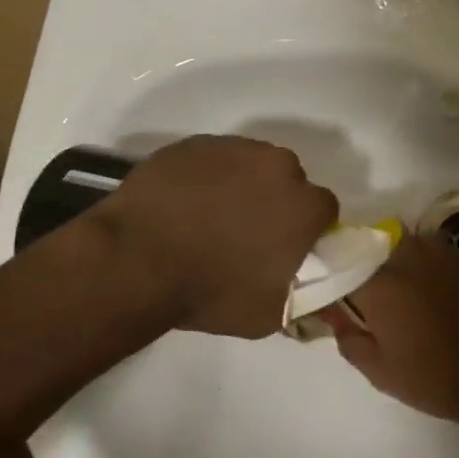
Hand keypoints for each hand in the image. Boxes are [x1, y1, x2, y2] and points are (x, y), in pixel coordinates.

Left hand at [92, 136, 338, 338]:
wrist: (135, 261)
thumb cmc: (210, 292)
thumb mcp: (269, 314)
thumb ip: (300, 293)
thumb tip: (307, 285)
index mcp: (304, 206)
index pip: (323, 209)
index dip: (306, 228)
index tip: (285, 247)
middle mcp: (278, 166)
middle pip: (289, 180)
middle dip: (275, 201)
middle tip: (246, 233)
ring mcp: (235, 148)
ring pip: (252, 164)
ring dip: (243, 185)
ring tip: (210, 217)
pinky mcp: (196, 143)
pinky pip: (214, 158)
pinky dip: (208, 177)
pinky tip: (185, 204)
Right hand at [324, 231, 458, 430]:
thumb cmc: (430, 377)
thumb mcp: (377, 369)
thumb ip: (348, 336)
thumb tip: (332, 313)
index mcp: (379, 283)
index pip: (344, 266)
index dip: (340, 282)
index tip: (339, 298)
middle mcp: (407, 257)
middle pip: (376, 249)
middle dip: (371, 267)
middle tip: (374, 298)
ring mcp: (440, 254)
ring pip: (408, 246)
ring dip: (401, 262)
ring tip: (406, 293)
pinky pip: (435, 253)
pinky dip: (429, 266)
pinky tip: (435, 291)